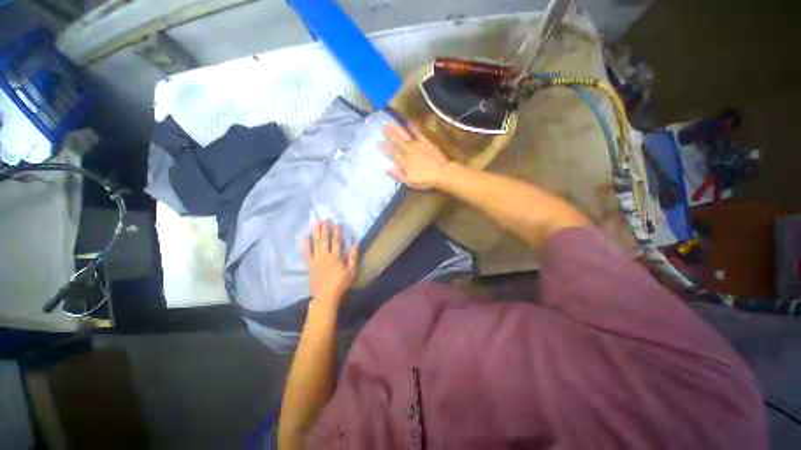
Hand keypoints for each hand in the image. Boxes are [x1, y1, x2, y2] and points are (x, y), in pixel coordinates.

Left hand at [303, 221, 358, 310]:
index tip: (336, 223)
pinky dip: (306, 244)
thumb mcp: (351, 271)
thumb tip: (356, 244)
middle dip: (325, 228)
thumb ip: (353, 257)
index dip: (336, 231)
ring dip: (316, 232)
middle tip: (324, 219)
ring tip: (316, 223)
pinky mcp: (310, 264)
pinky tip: (305, 237)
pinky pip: (306, 252)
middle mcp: (325, 255)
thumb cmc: (340, 283)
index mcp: (336, 257)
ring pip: (316, 243)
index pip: (336, 241)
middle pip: (325, 239)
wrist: (326, 295)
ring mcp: (316, 259)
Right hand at [380, 122, 449, 189]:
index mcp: (404, 161)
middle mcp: (408, 151)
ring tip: (389, 123)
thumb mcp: (409, 182)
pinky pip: (418, 133)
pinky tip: (409, 121)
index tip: (378, 142)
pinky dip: (413, 127)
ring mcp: (417, 145)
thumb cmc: (425, 180)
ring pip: (404, 135)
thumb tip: (387, 168)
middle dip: (389, 134)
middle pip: (397, 141)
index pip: (392, 153)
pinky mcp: (425, 142)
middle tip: (381, 127)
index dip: (384, 147)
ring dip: (397, 129)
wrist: (442, 173)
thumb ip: (397, 174)